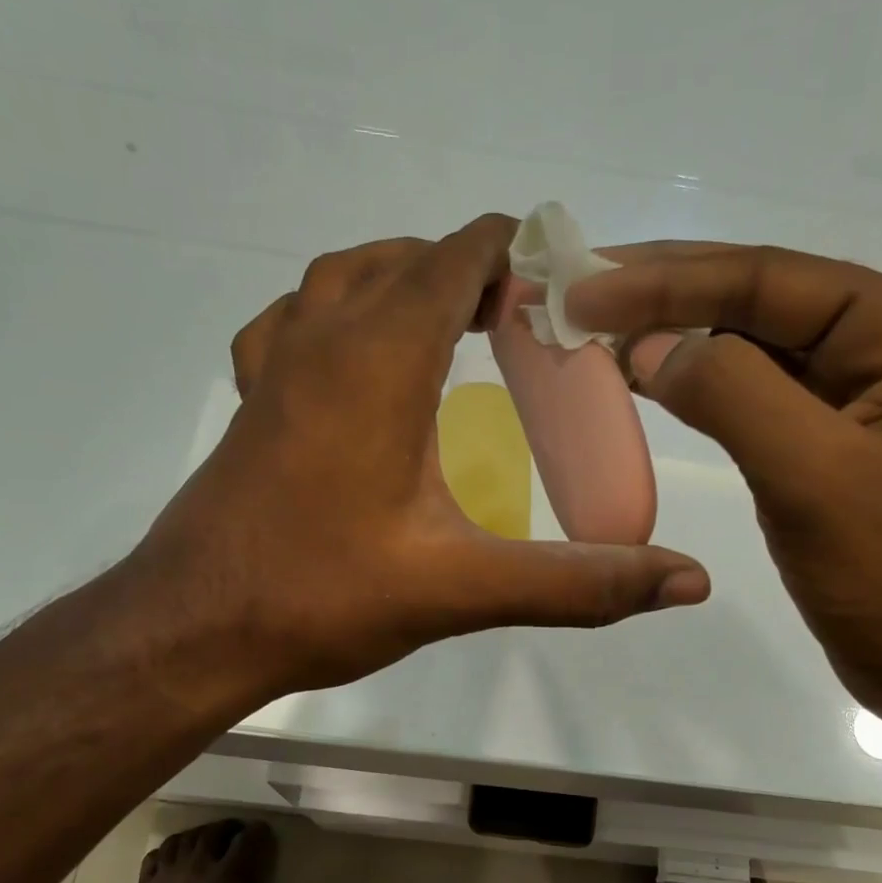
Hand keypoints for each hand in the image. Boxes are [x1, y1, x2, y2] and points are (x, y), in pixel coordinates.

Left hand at [121, 216, 709, 698]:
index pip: (458, 253)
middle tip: (529, 324)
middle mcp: (322, 338)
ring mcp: (276, 365)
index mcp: (380, 357)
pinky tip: (360, 362)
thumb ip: (578, 582)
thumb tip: (688, 583)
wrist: (193, 629)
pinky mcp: (253, 402)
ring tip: (456, 326)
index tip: (570, 288)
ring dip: (405, 280)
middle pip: (407, 257)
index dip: (520, 252)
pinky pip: (297, 321)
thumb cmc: (321, 597)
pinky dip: (339, 314)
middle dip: (474, 271)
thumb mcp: (462, 589)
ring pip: (344, 277)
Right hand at [567, 243, 881, 722]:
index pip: (770, 281)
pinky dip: (691, 387)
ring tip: (592, 326)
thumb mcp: (817, 477)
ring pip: (747, 347)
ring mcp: (854, 396)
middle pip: (757, 301)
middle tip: (575, 287)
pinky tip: (640, 378)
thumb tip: (649, 347)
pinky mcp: (823, 444)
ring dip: (671, 335)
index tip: (584, 290)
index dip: (668, 280)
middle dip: (664, 293)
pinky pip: (747, 398)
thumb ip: (733, 395)